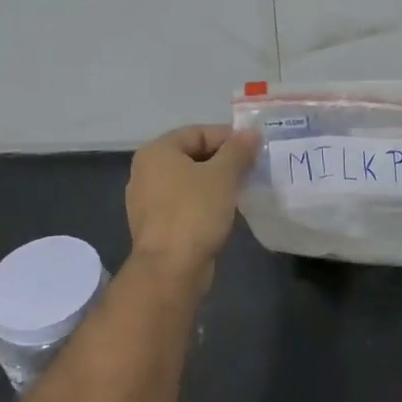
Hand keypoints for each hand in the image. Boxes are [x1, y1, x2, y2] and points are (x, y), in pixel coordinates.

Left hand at [125, 125, 260, 281]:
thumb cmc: (195, 212)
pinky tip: (224, 211)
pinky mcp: (155, 225)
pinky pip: (184, 203)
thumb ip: (238, 150)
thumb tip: (252, 133)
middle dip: (224, 160)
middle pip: (192, 155)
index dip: (229, 137)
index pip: (198, 132)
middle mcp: (146, 171)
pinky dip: (204, 202)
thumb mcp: (223, 175)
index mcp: (157, 152)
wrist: (171, 269)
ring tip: (242, 189)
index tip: (255, 149)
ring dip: (216, 182)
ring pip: (189, 181)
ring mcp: (147, 200)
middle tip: (252, 169)